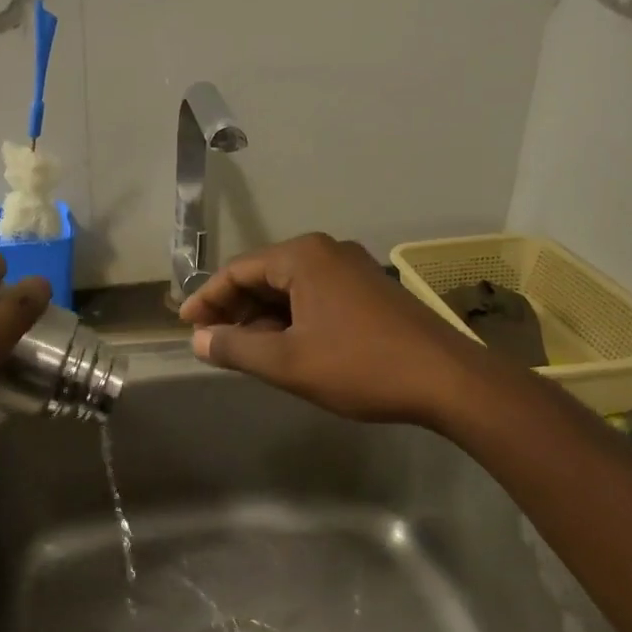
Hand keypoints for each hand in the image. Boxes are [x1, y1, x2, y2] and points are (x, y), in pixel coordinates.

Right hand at [178, 233, 478, 426]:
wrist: (447, 380)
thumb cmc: (359, 366)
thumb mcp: (287, 362)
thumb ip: (235, 348)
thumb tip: (198, 340)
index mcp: (302, 257)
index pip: (237, 270)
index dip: (206, 298)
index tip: (184, 325)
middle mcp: (325, 252)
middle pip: (263, 276)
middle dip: (233, 309)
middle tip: (211, 341)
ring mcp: (351, 269)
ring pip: (289, 289)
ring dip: (261, 317)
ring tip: (242, 350)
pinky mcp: (368, 291)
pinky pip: (314, 297)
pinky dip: (290, 319)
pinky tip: (283, 347)